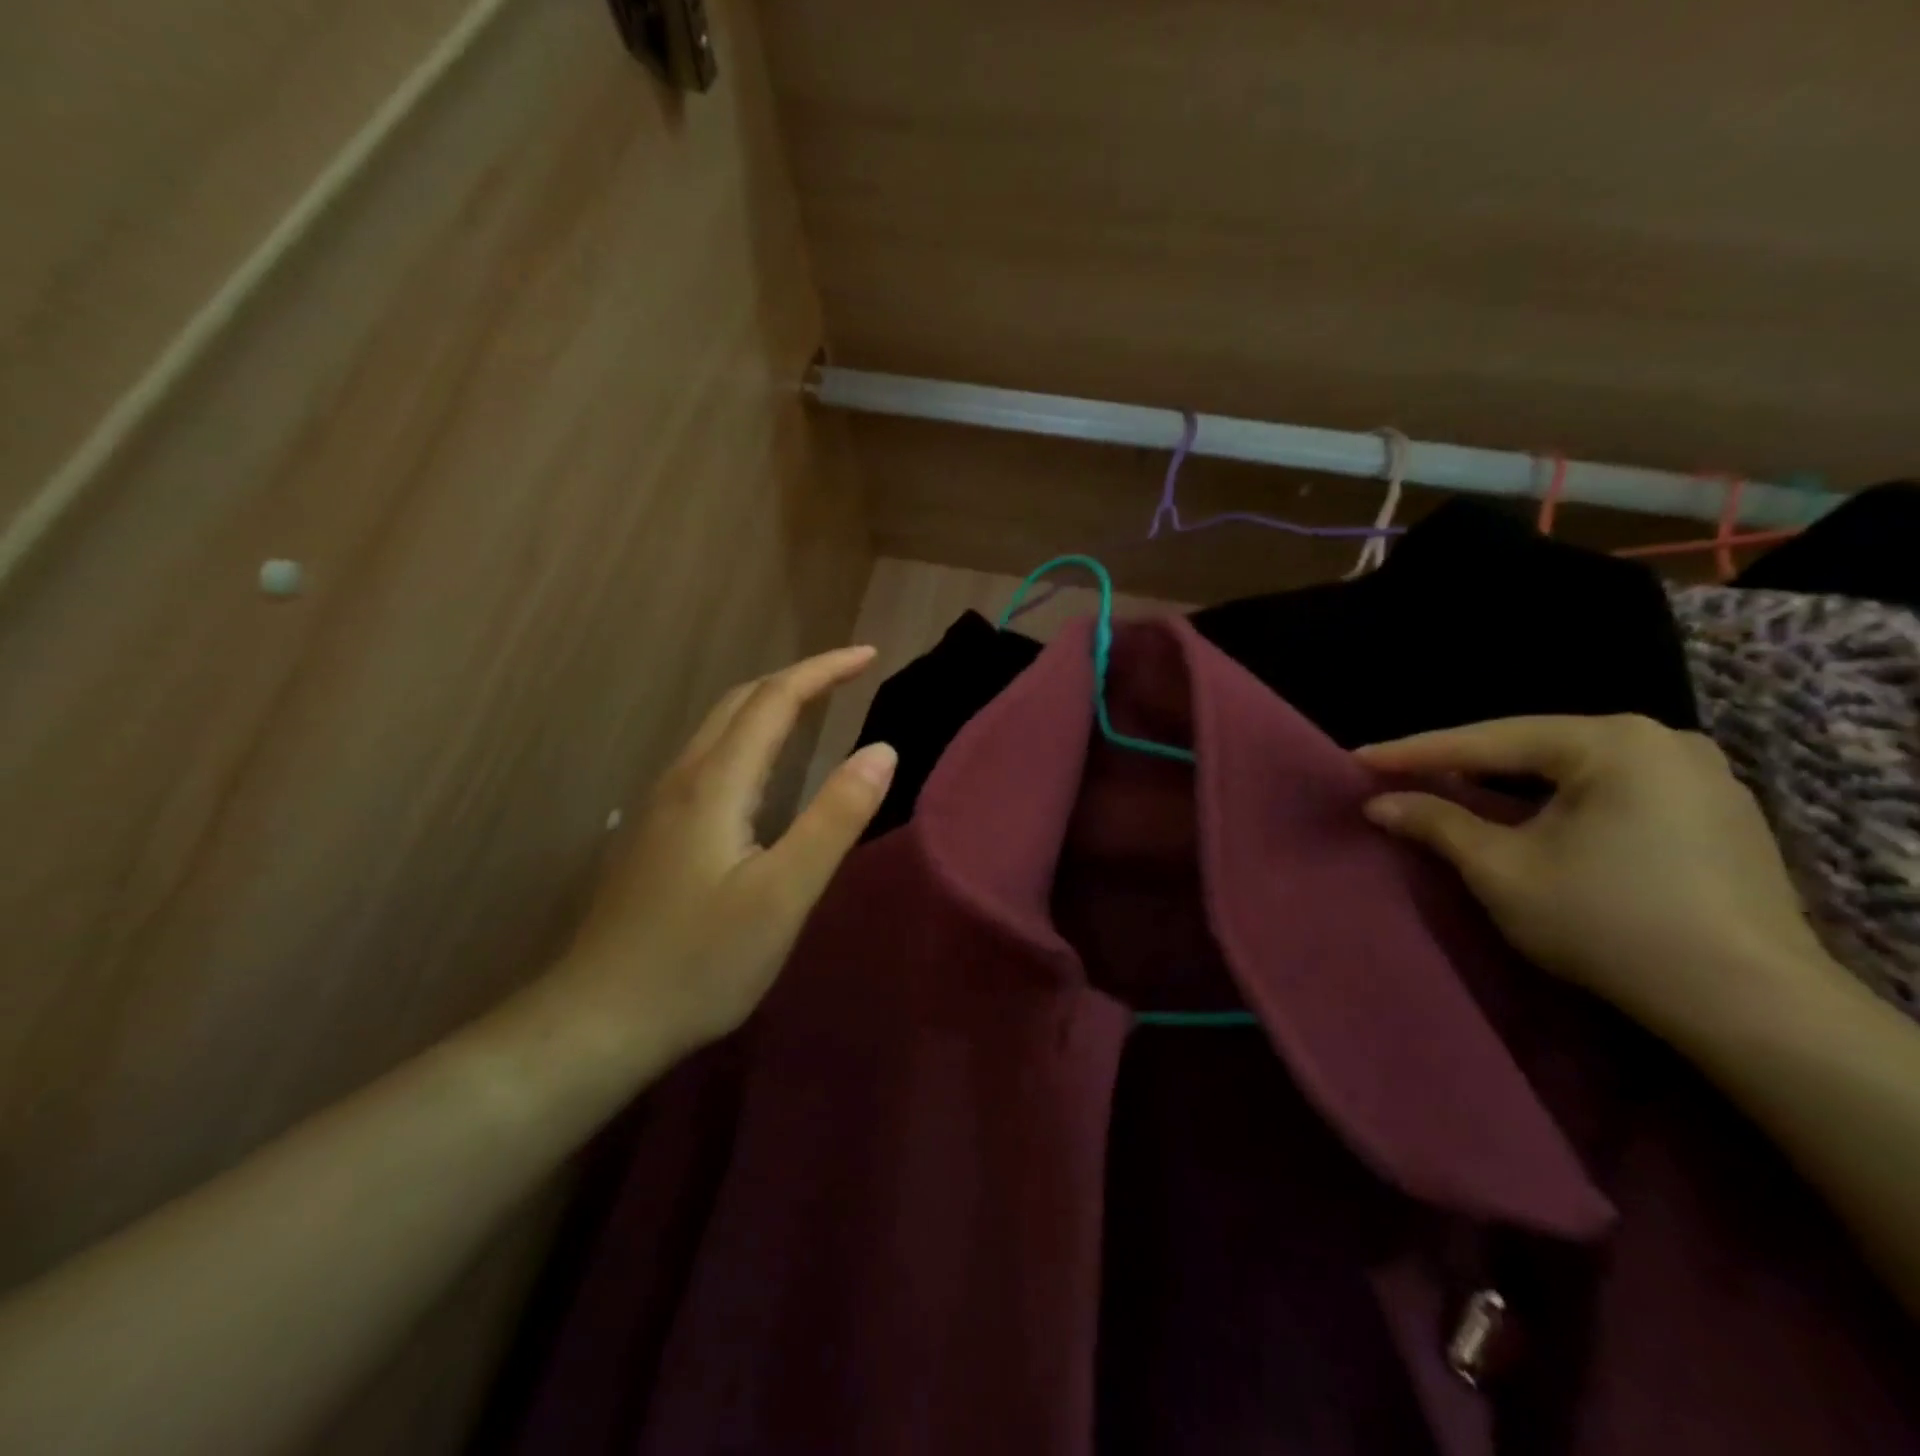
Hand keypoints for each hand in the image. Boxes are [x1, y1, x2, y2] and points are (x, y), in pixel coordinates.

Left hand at [558, 647, 896, 1057]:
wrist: (598, 1020)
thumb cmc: (700, 961)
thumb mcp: (783, 894)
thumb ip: (835, 819)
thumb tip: (882, 749)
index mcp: (715, 783)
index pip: (774, 699)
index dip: (823, 670)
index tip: (869, 656)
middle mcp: (683, 779)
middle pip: (740, 702)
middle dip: (798, 677)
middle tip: (849, 675)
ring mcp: (661, 805)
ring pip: (719, 729)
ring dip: (770, 704)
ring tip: (815, 707)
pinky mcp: (656, 833)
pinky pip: (709, 758)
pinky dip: (749, 737)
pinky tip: (764, 770)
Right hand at [1356, 715, 1833, 1042]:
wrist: (1751, 1006)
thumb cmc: (1610, 923)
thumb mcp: (1502, 870)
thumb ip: (1436, 824)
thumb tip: (1379, 802)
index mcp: (1612, 741)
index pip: (1487, 740)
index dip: (1414, 752)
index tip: (1357, 758)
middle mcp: (1663, 741)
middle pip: (1532, 749)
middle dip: (1463, 766)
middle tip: (1401, 776)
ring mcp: (1700, 775)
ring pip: (1571, 770)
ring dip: (1509, 786)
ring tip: (1451, 792)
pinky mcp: (1718, 813)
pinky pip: (1610, 790)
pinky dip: (1556, 801)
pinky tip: (1527, 818)